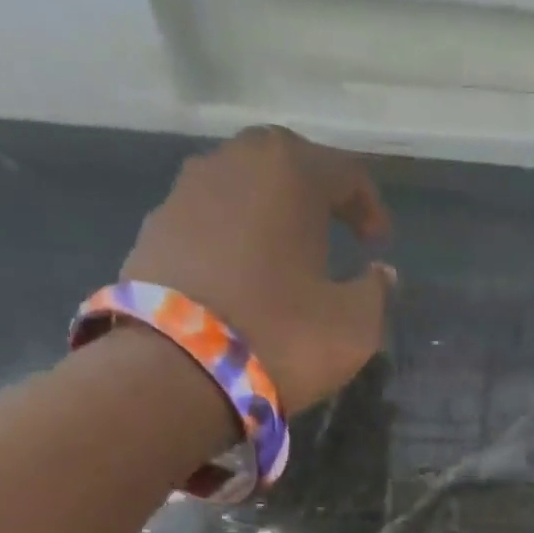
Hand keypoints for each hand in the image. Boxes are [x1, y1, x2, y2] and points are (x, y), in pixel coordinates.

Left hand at [120, 127, 395, 414]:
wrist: (179, 370)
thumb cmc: (282, 337)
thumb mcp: (354, 325)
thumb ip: (375, 291)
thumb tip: (378, 273)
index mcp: (290, 174)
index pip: (345, 171)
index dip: (370, 206)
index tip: (379, 244)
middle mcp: (233, 163)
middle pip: (285, 164)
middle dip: (314, 194)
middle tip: (334, 230)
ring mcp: (185, 192)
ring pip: (240, 188)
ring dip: (268, 214)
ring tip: (285, 254)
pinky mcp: (154, 229)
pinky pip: (208, 221)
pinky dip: (233, 239)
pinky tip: (243, 276)